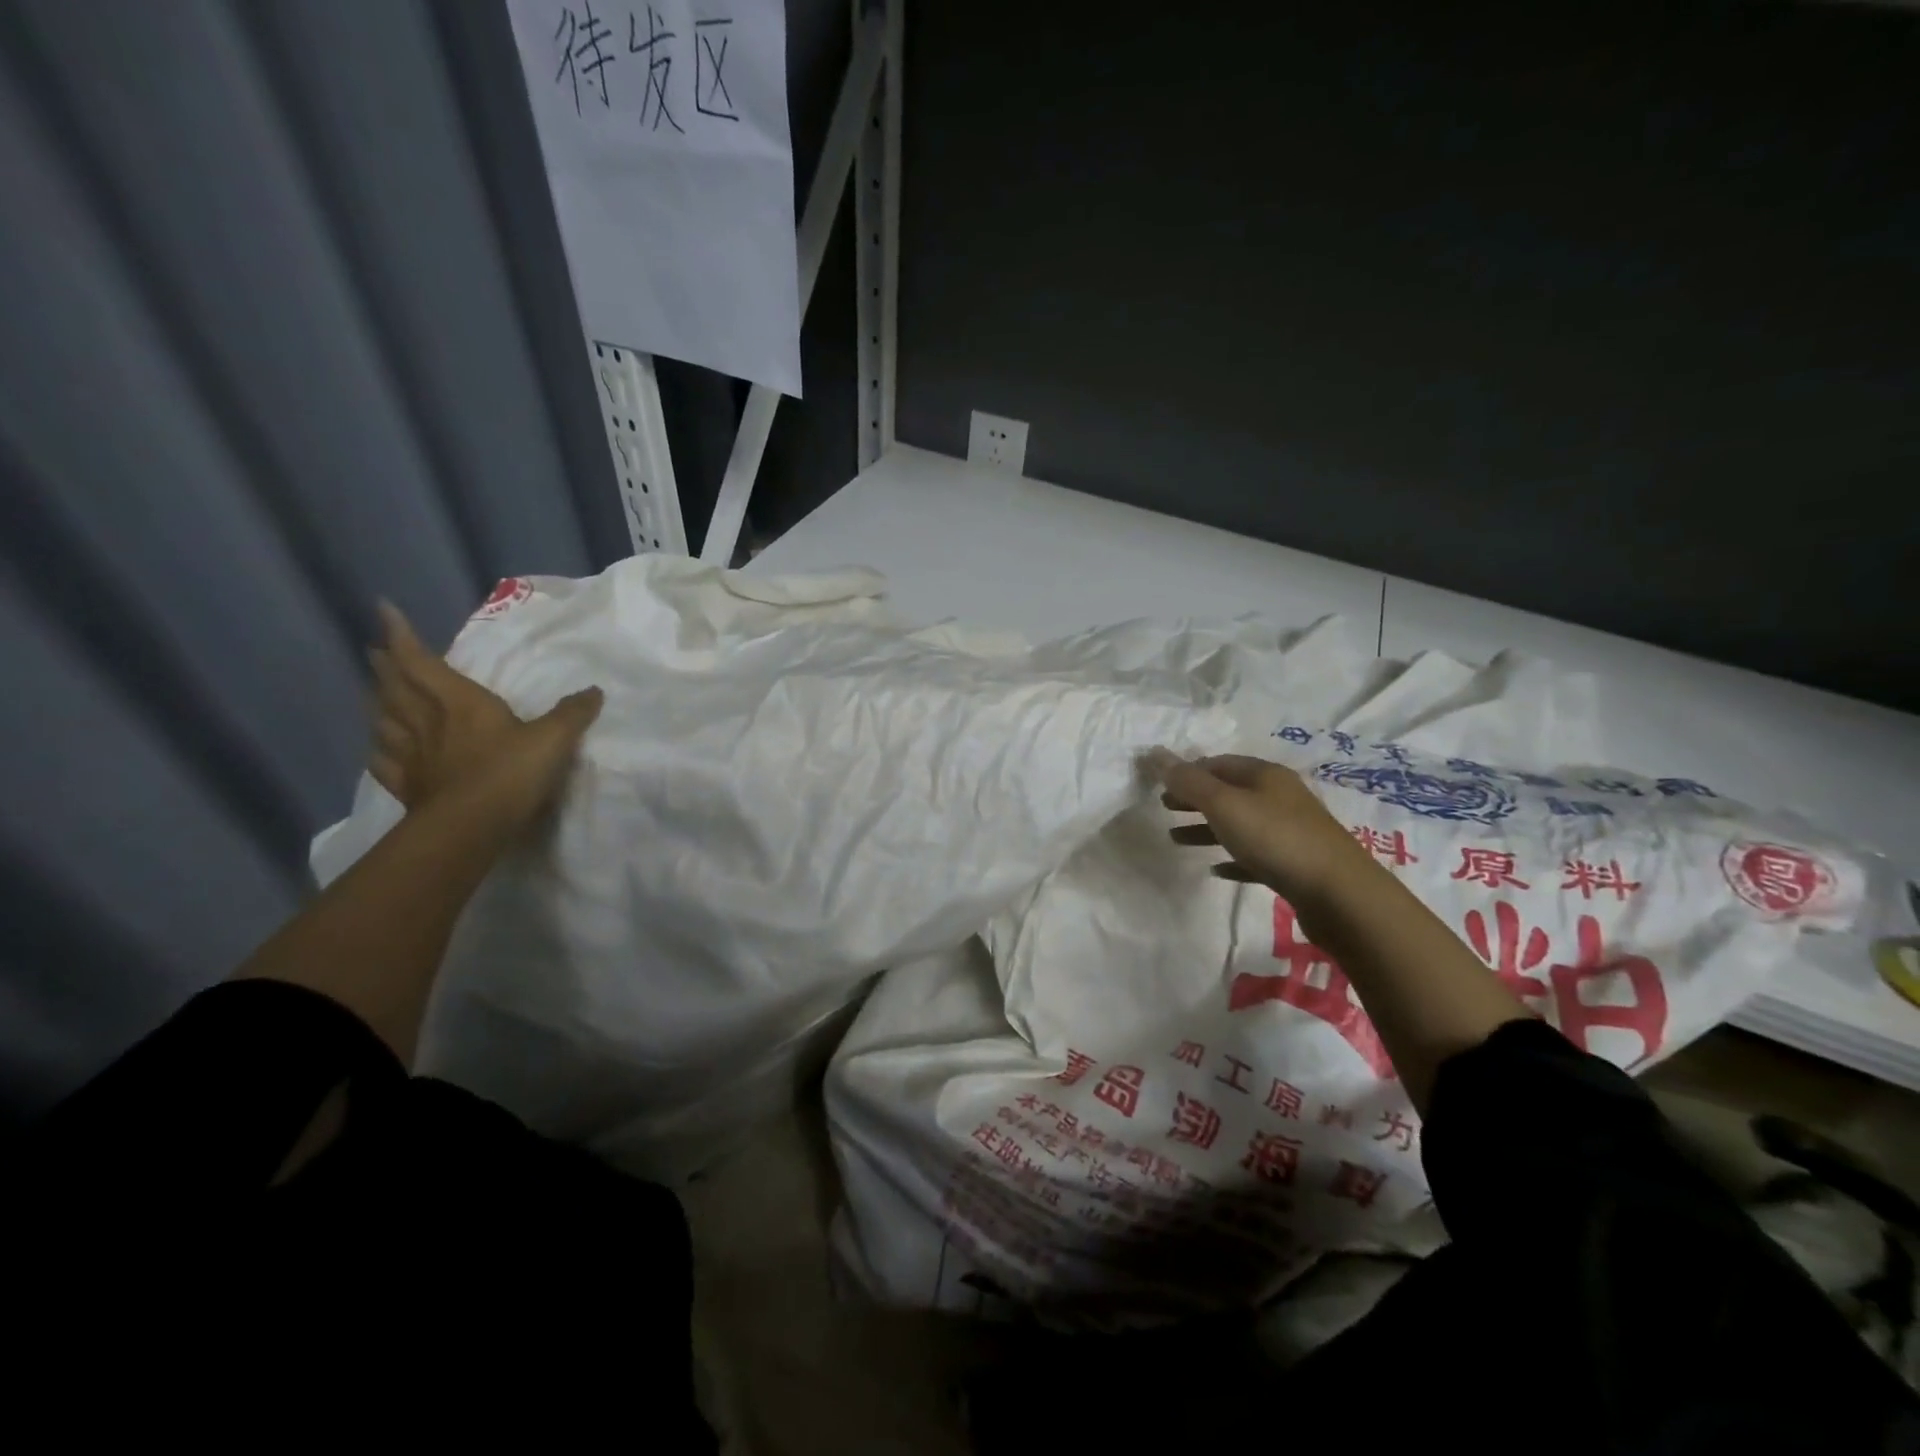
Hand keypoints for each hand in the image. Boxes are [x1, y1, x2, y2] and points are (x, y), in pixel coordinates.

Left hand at [368, 602, 602, 831]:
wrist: (471, 826)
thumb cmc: (510, 773)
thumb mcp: (554, 738)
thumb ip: (573, 713)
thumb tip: (594, 691)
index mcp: (459, 703)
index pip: (421, 661)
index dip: (401, 635)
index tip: (383, 609)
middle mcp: (428, 722)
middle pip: (396, 687)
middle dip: (385, 666)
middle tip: (373, 651)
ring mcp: (413, 756)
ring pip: (385, 721)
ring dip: (377, 702)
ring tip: (374, 692)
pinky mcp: (409, 787)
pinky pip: (385, 762)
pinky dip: (379, 750)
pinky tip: (378, 749)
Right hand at [1147, 750, 1365, 901]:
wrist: (1338, 893)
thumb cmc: (1275, 838)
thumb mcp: (1224, 805)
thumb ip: (1188, 781)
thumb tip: (1154, 753)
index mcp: (1265, 775)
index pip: (1218, 763)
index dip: (1187, 770)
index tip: (1160, 784)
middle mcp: (1279, 796)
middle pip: (1228, 791)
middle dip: (1195, 798)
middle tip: (1163, 807)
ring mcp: (1289, 830)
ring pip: (1239, 823)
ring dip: (1207, 828)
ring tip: (1176, 840)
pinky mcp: (1294, 863)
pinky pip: (1254, 855)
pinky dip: (1232, 857)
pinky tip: (1216, 869)